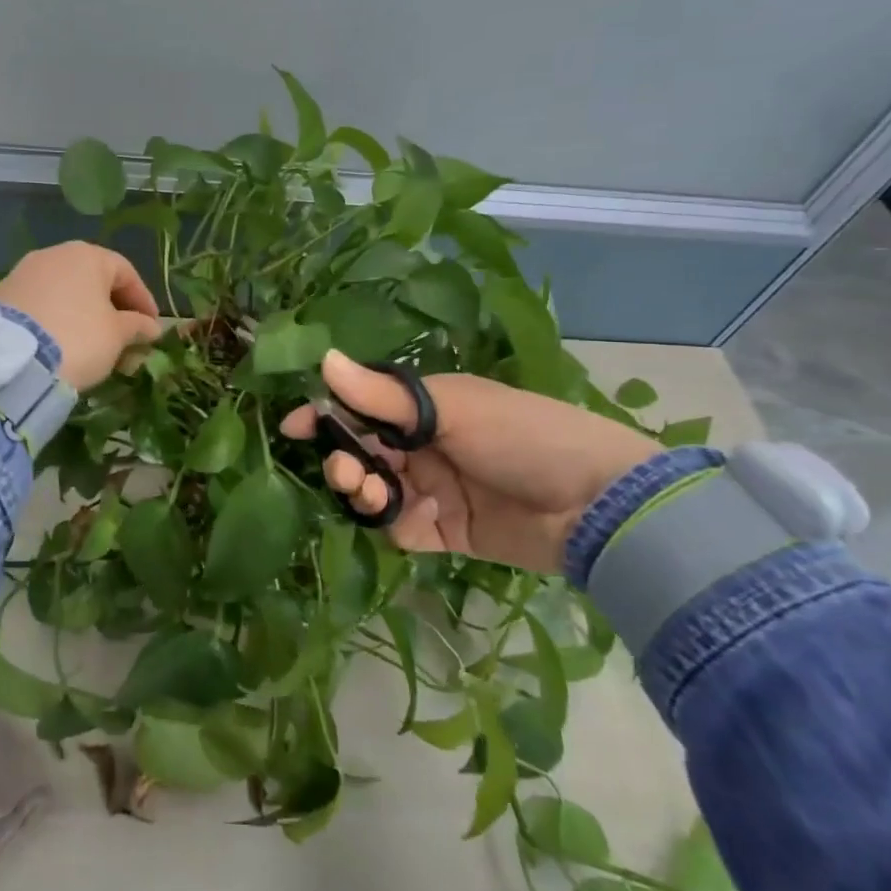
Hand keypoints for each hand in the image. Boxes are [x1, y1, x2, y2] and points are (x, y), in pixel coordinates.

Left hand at [0, 242, 162, 390]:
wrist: (12, 359)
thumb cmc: (78, 338)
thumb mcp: (117, 336)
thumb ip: (137, 326)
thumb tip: (150, 327)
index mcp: (88, 255)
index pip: (126, 273)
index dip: (143, 300)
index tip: (152, 328)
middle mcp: (55, 255)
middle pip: (94, 280)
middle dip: (113, 310)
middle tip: (126, 339)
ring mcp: (24, 273)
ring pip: (66, 293)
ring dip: (85, 316)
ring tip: (95, 345)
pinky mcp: (3, 295)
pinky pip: (42, 305)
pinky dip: (58, 320)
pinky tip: (64, 343)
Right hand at [280, 351, 658, 573]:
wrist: (595, 505)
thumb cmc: (521, 435)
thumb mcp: (451, 407)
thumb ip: (383, 395)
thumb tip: (323, 359)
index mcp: (426, 407)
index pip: (362, 405)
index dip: (327, 415)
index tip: (295, 427)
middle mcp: (425, 445)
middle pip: (363, 451)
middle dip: (345, 459)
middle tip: (348, 470)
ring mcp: (435, 490)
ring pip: (377, 490)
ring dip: (365, 490)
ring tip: (376, 492)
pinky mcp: (447, 532)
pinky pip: (403, 528)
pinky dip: (400, 524)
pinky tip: (420, 518)